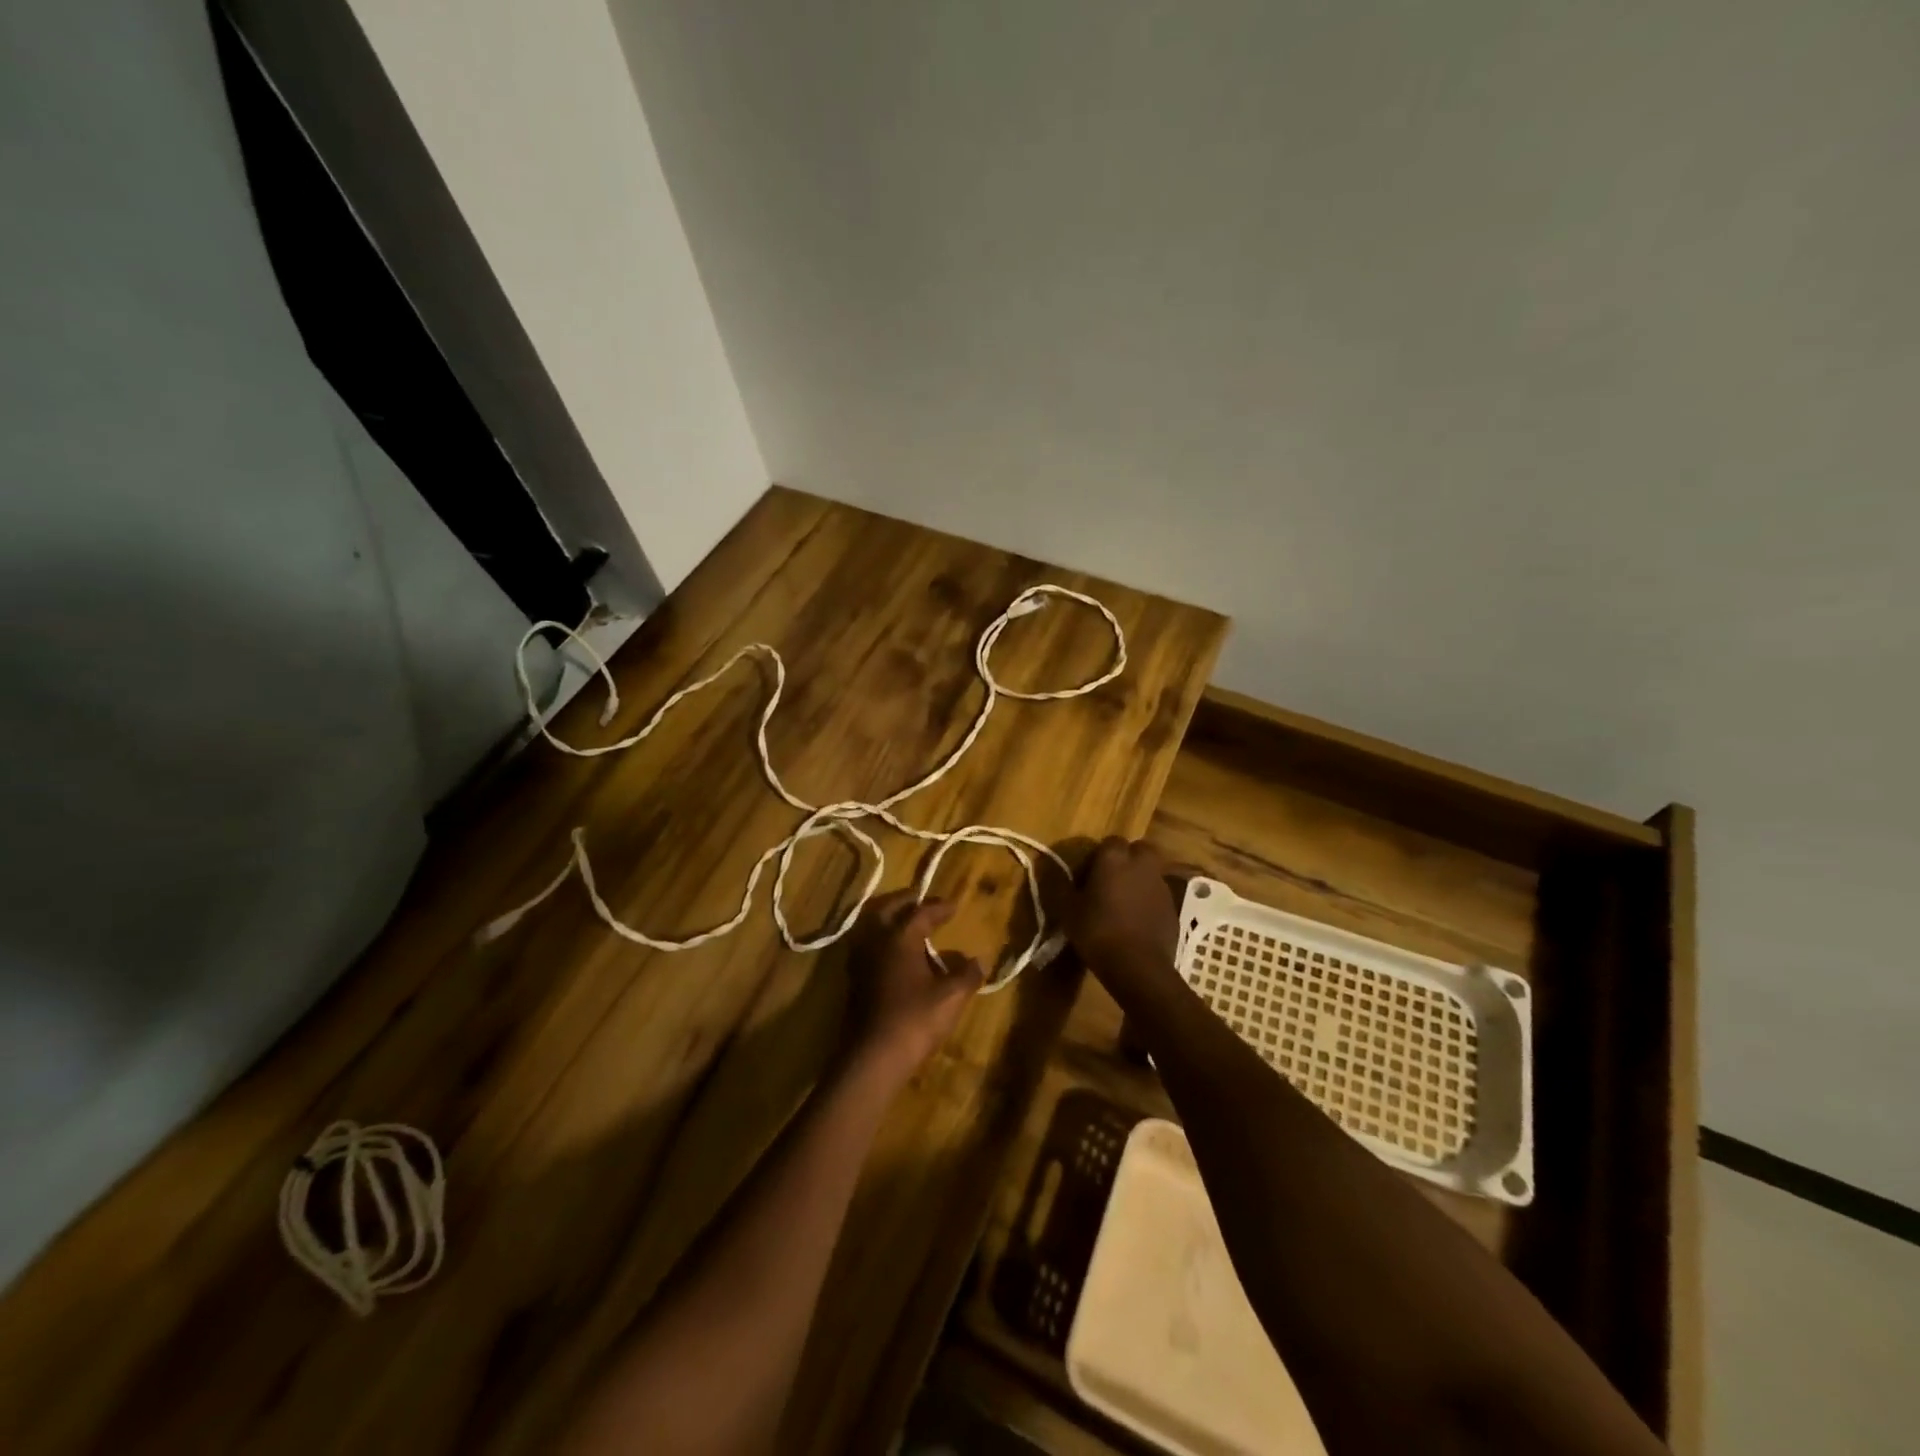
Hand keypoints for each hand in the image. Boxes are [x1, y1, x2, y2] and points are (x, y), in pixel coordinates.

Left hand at [842, 891, 983, 1080]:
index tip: (954, 905)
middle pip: (886, 908)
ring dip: (888, 917)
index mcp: (900, 937)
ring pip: (871, 925)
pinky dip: (881, 938)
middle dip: (905, 900)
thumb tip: (979, 960)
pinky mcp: (853, 979)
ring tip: (906, 922)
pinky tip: (894, 953)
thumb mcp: (951, 997)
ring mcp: (860, 960)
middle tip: (921, 899)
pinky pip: (867, 944)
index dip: (939, 907)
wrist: (873, 1057)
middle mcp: (876, 940)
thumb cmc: (915, 1020)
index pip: (921, 912)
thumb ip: (967, 974)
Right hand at [1057, 838, 1184, 994]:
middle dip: (1128, 859)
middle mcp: (1141, 865)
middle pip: (1139, 850)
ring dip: (1139, 880)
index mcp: (1114, 859)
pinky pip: (1158, 895)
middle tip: (1111, 880)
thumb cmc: (1098, 932)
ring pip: (1151, 872)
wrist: (1138, 966)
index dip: (1099, 856)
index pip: (1110, 842)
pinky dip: (1149, 901)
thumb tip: (1053, 871)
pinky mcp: (1173, 907)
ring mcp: (1161, 886)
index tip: (1088, 875)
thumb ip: (1063, 887)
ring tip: (1124, 903)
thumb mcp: (1068, 911)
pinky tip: (1137, 921)